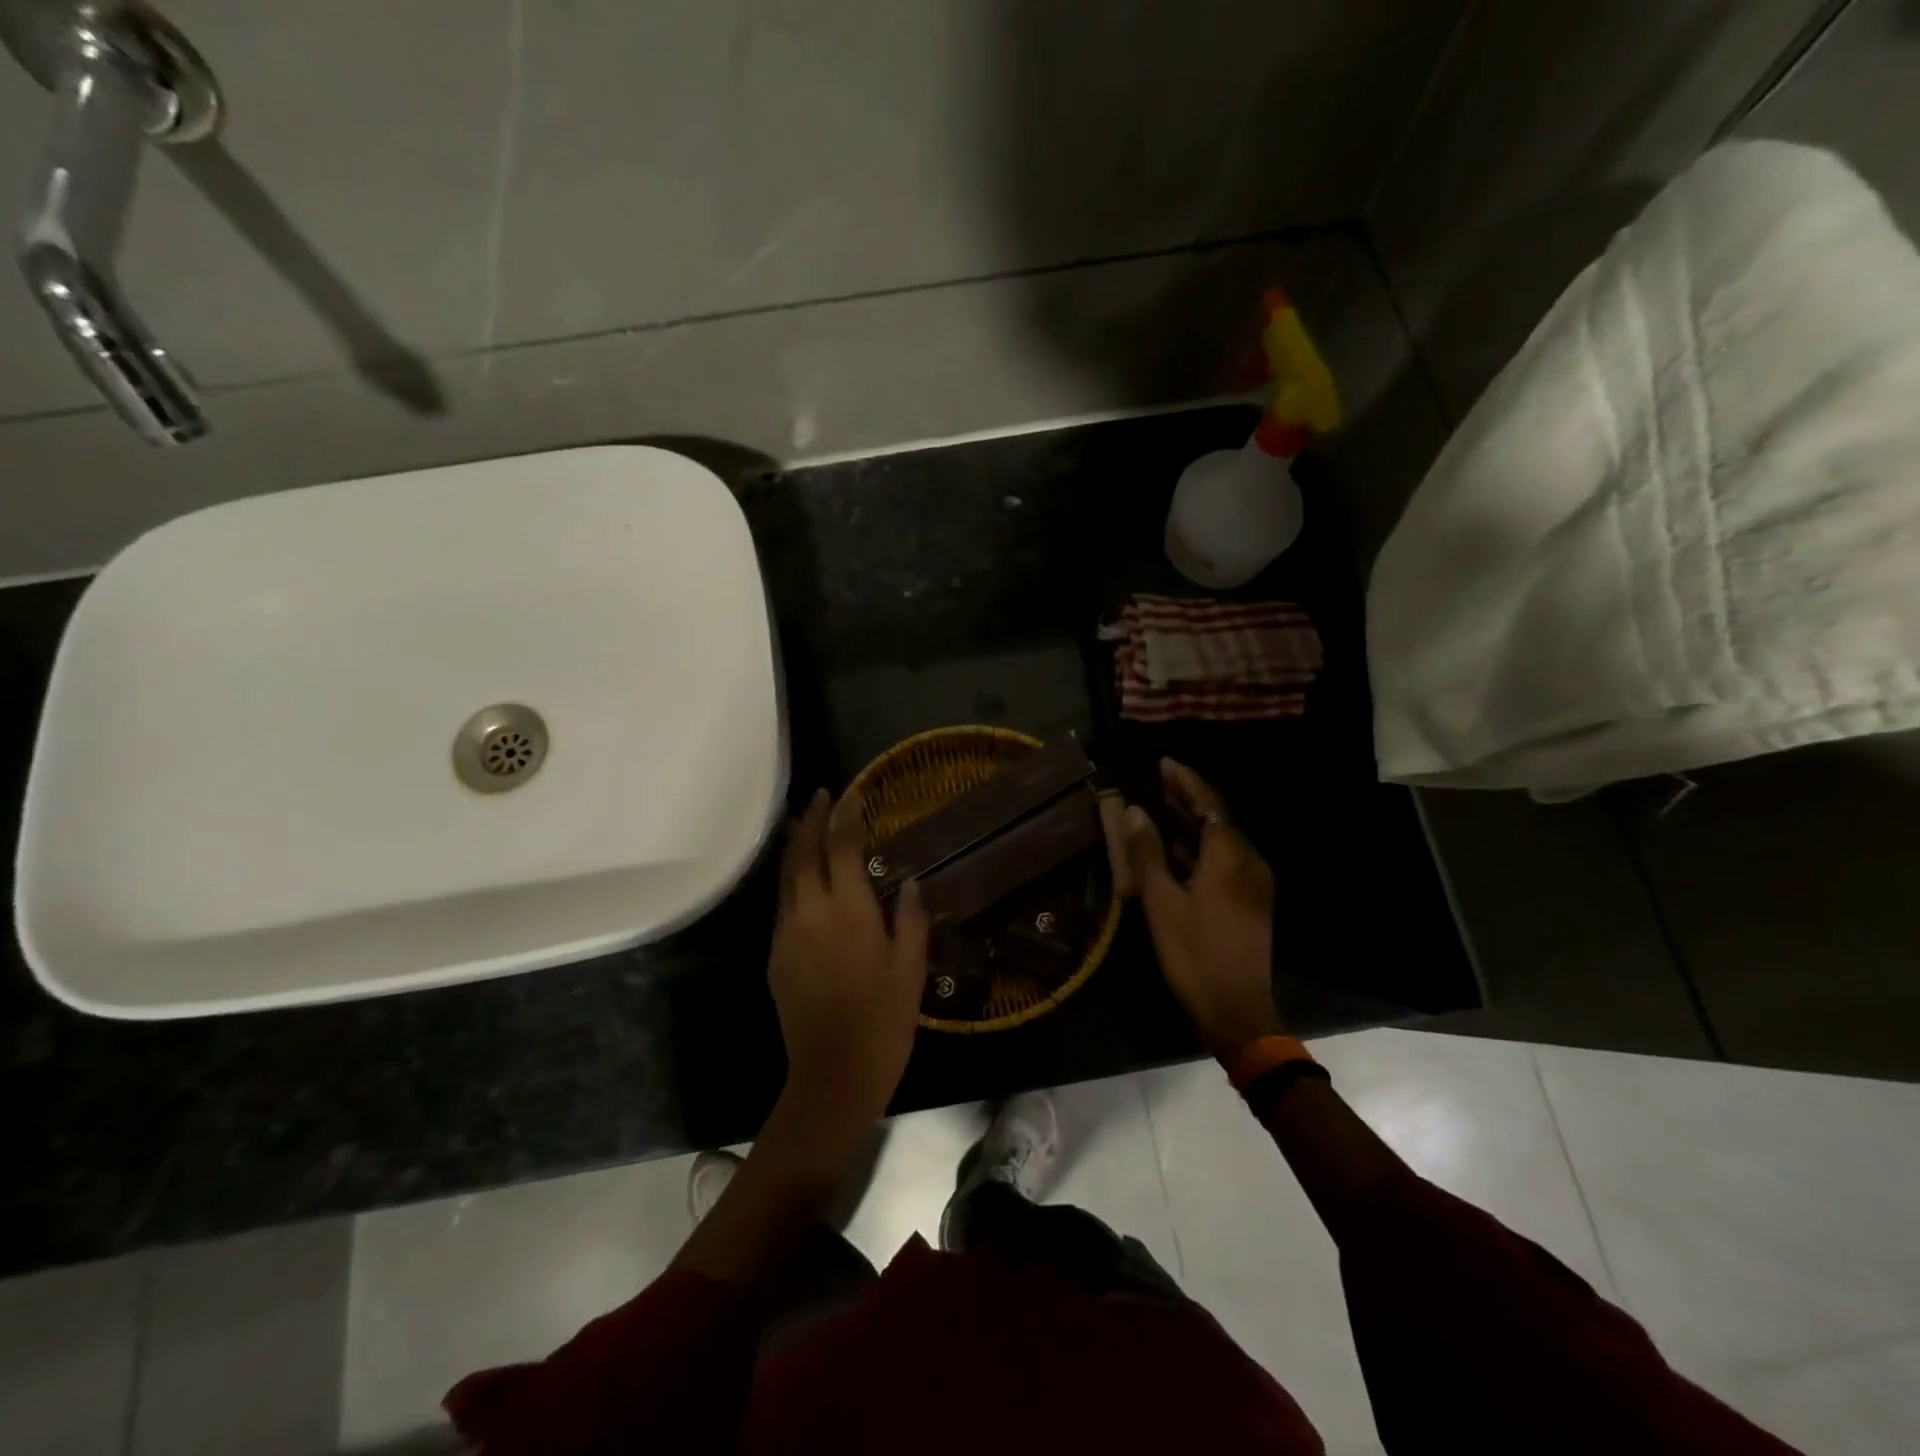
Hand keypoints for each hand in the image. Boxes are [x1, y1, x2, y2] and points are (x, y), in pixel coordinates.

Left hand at [769, 788, 929, 1131]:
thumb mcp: (911, 969)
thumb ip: (911, 919)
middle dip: (811, 820)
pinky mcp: (776, 956)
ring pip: (785, 876)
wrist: (832, 1076)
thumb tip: (911, 881)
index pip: (841, 847)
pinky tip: (801, 880)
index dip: (845, 817)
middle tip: (820, 796)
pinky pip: (782, 905)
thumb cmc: (883, 1022)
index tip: (850, 794)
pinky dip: (790, 880)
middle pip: (803, 853)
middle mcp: (811, 913)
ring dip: (794, 846)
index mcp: (848, 911)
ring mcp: (787, 934)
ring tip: (803, 824)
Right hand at [1125, 759, 1283, 1055]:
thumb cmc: (1193, 954)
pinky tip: (1175, 851)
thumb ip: (1148, 852)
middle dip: (1187, 798)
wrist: (1236, 1010)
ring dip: (1191, 823)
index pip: (1208, 803)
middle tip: (1156, 781)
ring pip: (1220, 840)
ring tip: (1159, 809)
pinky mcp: (1250, 901)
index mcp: (1229, 856)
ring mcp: (1253, 883)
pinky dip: (1199, 848)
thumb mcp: (1161, 902)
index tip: (1162, 762)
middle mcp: (1248, 861)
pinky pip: (1223, 860)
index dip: (1184, 780)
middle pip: (1216, 818)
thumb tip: (1135, 811)